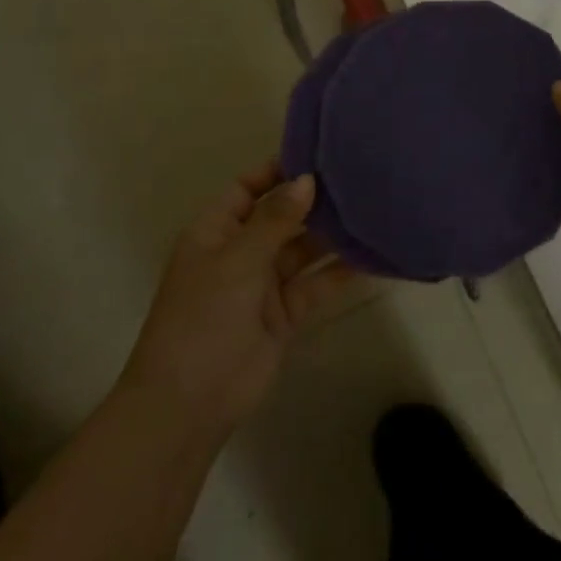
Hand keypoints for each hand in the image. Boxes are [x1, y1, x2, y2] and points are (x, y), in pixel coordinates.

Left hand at [120, 163, 355, 438]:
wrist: (189, 404)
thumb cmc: (203, 318)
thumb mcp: (237, 260)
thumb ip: (275, 219)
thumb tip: (307, 179)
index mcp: (216, 231)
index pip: (247, 188)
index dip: (277, 172)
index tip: (318, 156)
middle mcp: (240, 251)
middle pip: (280, 216)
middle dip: (312, 201)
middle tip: (357, 178)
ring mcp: (263, 284)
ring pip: (302, 249)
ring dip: (331, 234)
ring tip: (371, 209)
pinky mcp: (285, 314)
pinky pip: (315, 284)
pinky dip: (339, 272)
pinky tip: (371, 255)